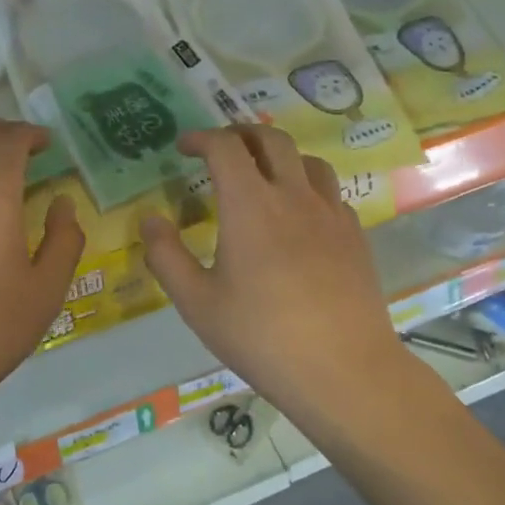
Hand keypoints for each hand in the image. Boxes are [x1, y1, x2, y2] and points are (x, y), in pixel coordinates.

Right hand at [140, 126, 412, 425]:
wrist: (343, 370)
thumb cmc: (261, 337)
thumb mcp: (197, 303)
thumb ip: (166, 256)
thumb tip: (150, 219)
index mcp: (250, 205)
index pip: (225, 147)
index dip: (202, 138)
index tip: (184, 147)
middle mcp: (294, 196)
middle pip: (271, 139)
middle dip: (241, 133)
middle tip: (221, 148)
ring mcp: (331, 214)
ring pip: (308, 160)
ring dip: (279, 155)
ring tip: (262, 175)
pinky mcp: (355, 236)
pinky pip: (330, 193)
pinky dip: (308, 188)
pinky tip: (299, 217)